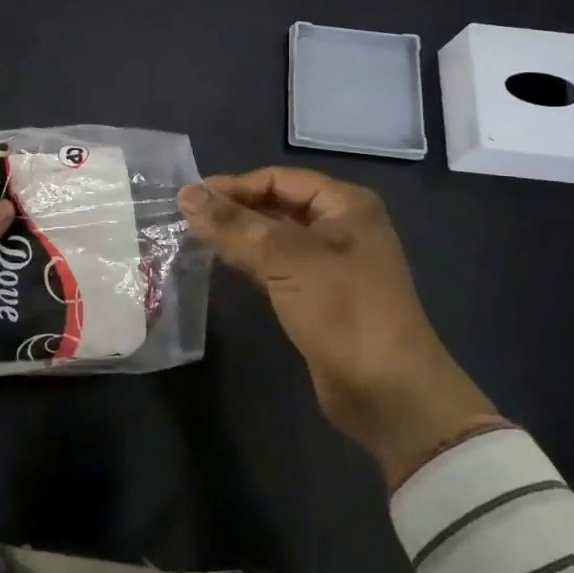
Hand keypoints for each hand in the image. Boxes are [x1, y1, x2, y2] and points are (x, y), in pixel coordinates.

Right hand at [179, 168, 501, 492]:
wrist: (388, 393)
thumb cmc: (343, 310)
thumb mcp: (286, 259)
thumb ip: (234, 225)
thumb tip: (186, 194)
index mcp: (345, 204)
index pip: (279, 179)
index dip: (234, 185)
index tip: (189, 197)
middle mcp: (341, 227)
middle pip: (277, 205)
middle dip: (234, 210)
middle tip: (185, 219)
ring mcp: (331, 264)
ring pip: (275, 237)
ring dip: (238, 237)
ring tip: (193, 238)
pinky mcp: (320, 296)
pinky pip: (278, 267)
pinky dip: (250, 262)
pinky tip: (220, 263)